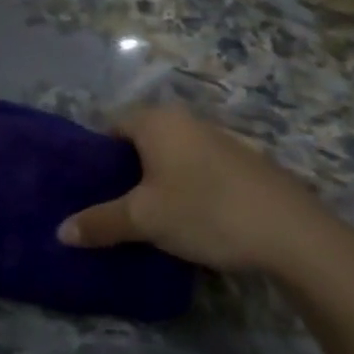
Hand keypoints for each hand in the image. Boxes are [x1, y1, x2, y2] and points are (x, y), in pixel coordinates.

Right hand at [57, 106, 326, 272]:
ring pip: (171, 155)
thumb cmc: (206, 211)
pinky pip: (197, 167)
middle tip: (111, 204)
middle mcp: (186, 119)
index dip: (96, 156)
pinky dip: (185, 185)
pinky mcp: (243, 162)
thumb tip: (60, 232)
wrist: (293, 233)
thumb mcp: (144, 219)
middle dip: (125, 170)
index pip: (111, 126)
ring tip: (146, 216)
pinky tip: (188, 218)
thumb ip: (100, 222)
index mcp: (157, 120)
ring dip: (157, 180)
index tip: (89, 187)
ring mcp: (218, 138)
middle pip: (141, 139)